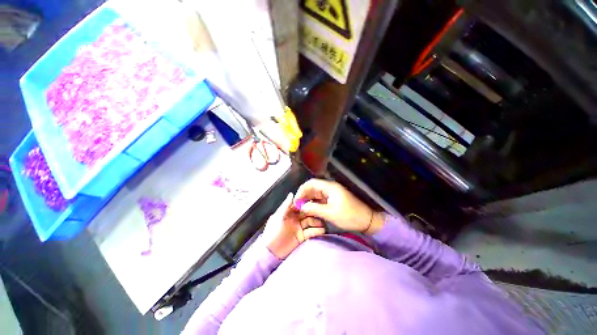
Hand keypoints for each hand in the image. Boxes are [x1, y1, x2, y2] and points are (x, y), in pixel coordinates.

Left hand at [262, 193, 325, 258]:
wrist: (271, 251)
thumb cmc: (273, 232)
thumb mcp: (278, 217)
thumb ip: (286, 205)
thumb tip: (292, 193)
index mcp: (289, 212)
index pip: (301, 205)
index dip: (308, 203)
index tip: (317, 201)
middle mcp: (296, 218)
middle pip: (308, 213)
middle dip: (315, 213)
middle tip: (323, 212)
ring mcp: (300, 227)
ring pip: (311, 222)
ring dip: (318, 222)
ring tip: (325, 222)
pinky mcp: (302, 237)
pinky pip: (311, 232)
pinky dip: (317, 231)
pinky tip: (323, 230)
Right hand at [295, 179, 384, 234]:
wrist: (366, 220)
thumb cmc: (349, 216)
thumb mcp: (330, 213)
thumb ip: (314, 209)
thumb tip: (301, 206)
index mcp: (329, 187)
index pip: (311, 183)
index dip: (301, 190)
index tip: (296, 200)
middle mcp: (330, 187)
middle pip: (312, 187)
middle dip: (304, 195)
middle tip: (297, 205)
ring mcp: (332, 192)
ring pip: (316, 193)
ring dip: (308, 199)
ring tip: (301, 208)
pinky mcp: (333, 198)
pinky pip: (320, 198)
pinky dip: (314, 202)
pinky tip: (310, 208)